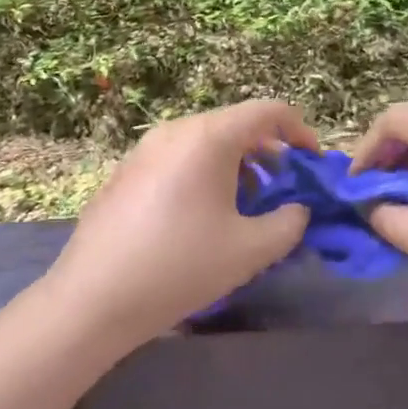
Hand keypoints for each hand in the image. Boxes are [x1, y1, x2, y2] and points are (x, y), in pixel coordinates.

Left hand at [44, 100, 318, 349]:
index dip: (299, 130)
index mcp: (208, 137)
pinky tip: (201, 217)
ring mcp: (144, 150)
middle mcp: (174, 131)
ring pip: (203, 143)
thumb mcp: (250, 250)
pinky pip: (177, 159)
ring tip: (246, 207)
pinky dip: (203, 174)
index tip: (313, 162)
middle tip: (283, 189)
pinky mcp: (125, 172)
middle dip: (268, 153)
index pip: (266, 111)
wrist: (94, 297)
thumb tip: (298, 210)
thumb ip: (289, 223)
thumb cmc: (181, 266)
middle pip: (234, 125)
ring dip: (235, 166)